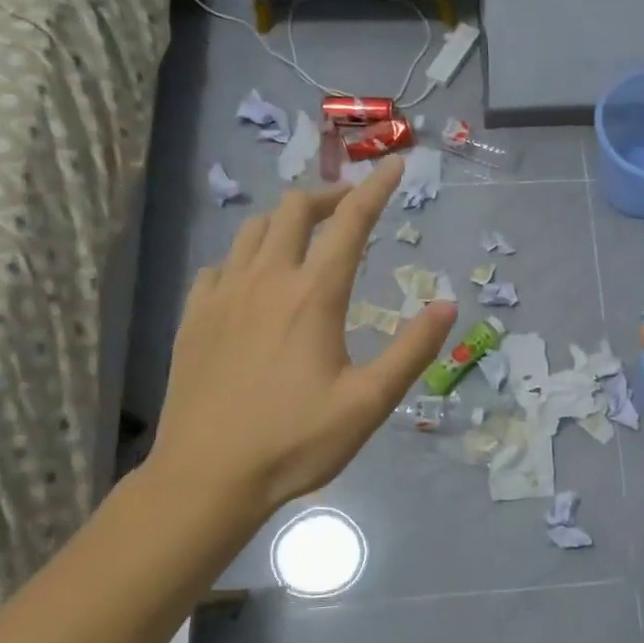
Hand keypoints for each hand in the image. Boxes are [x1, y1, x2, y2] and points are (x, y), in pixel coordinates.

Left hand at [144, 157, 456, 531]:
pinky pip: (220, 265)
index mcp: (314, 296)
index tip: (396, 165)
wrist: (207, 477)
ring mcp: (223, 295)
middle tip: (350, 207)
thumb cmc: (295, 441)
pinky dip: (245, 257)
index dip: (377, 188)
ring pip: (252, 230)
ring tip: (306, 238)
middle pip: (294, 210)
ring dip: (285, 221)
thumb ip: (412, 350)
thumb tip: (448, 305)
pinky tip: (254, 281)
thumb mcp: (370, 402)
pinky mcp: (195, 317)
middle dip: (327, 196)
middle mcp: (266, 280)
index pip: (351, 222)